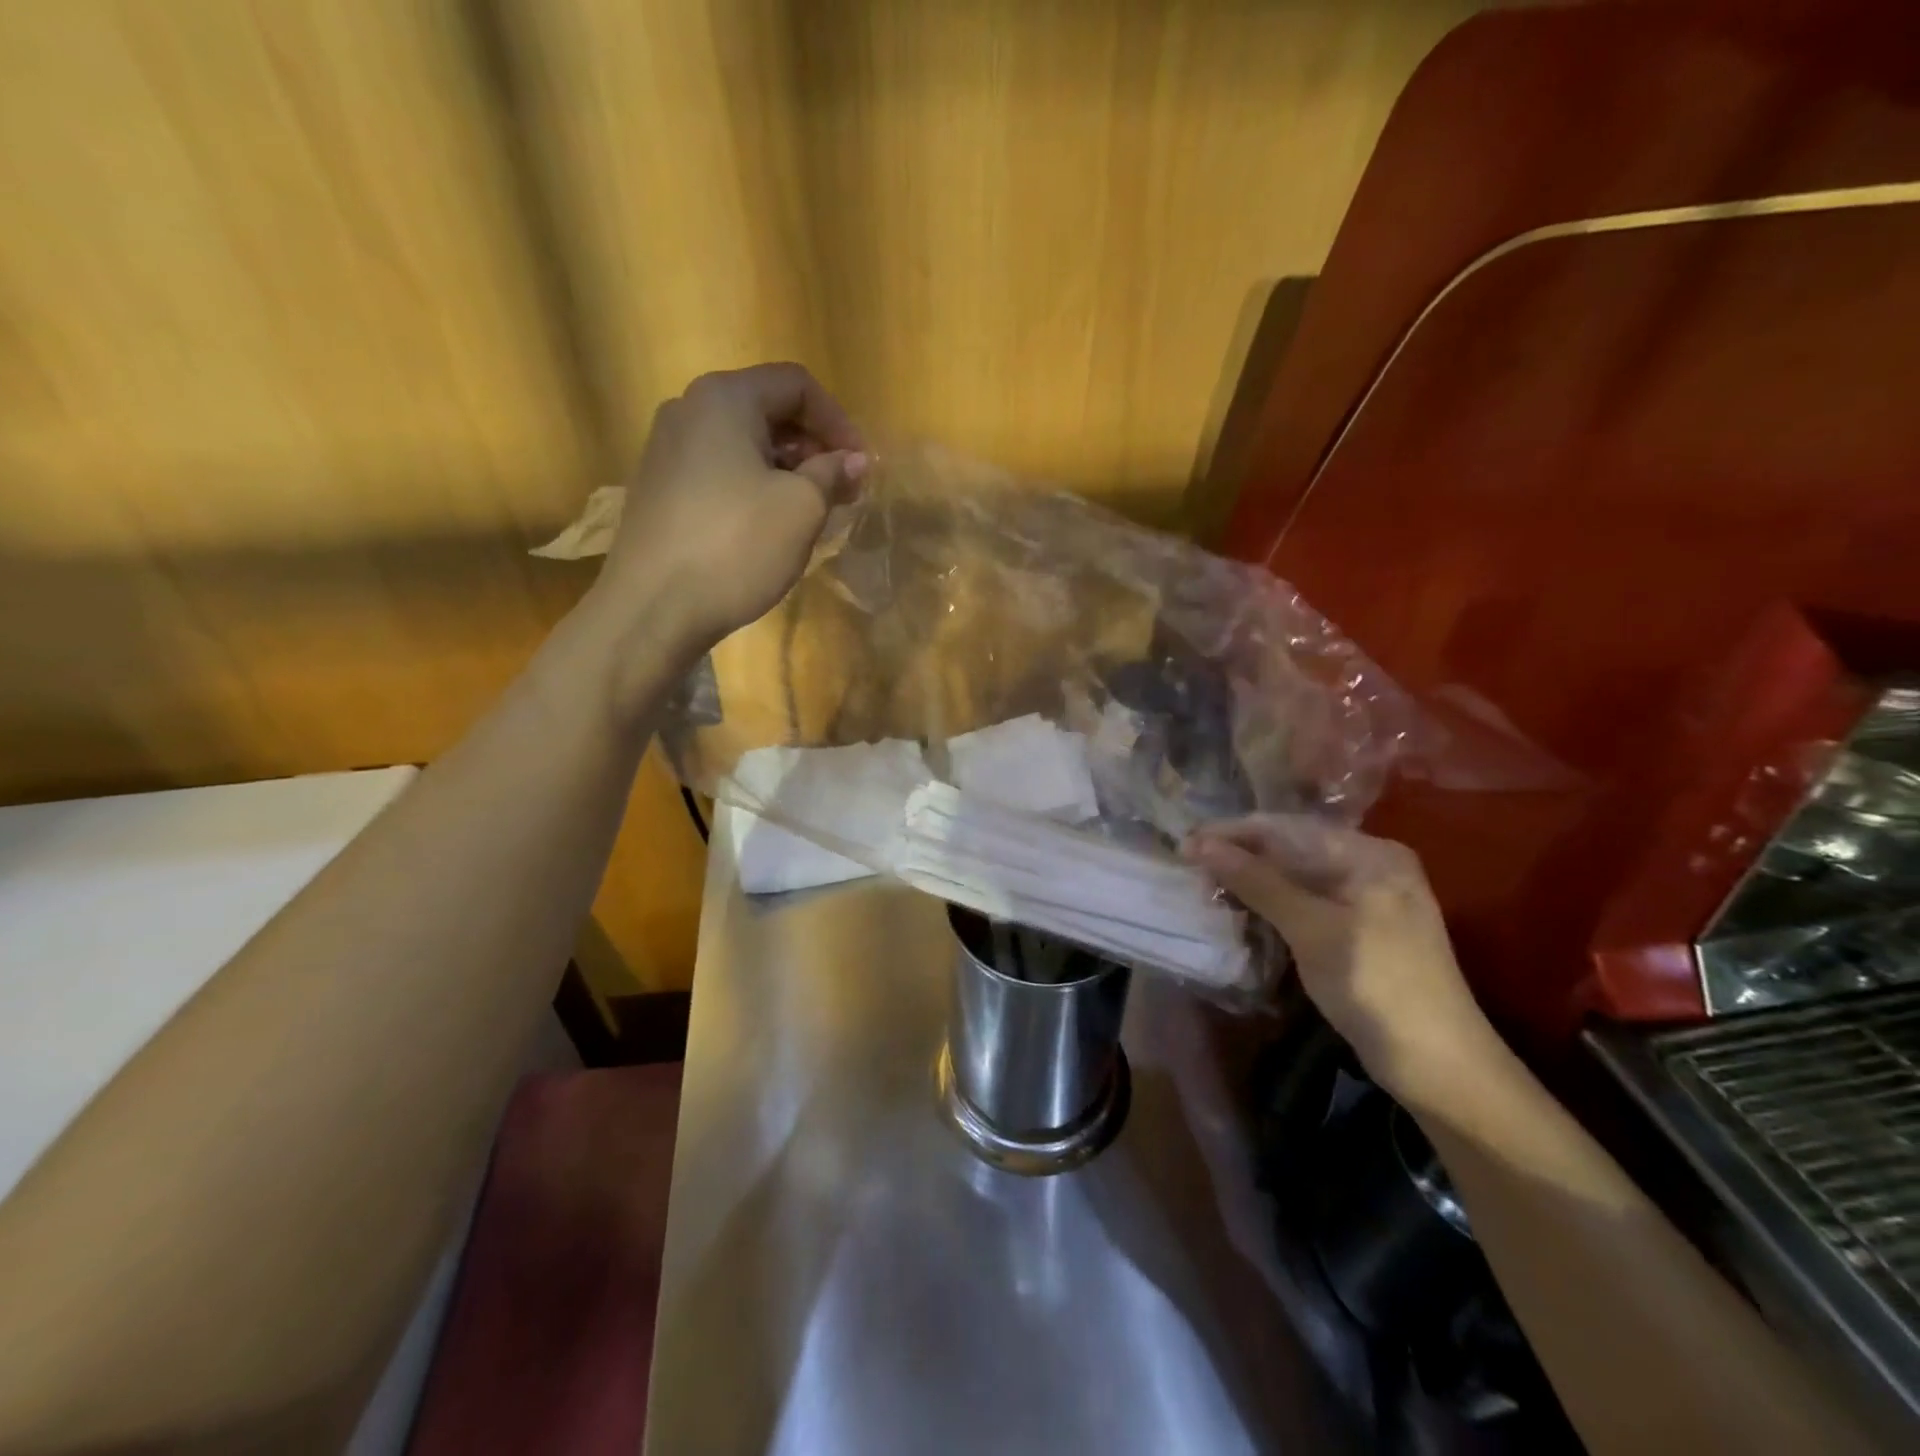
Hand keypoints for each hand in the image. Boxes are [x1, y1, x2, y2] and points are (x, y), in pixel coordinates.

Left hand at [598, 363, 867, 654]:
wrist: (654, 606)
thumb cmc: (737, 546)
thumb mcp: (801, 508)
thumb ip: (832, 474)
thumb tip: (853, 460)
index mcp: (725, 399)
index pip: (796, 384)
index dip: (838, 422)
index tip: (860, 467)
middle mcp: (689, 410)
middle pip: (767, 411)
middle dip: (813, 448)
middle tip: (842, 492)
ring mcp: (667, 450)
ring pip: (743, 444)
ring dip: (786, 470)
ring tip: (812, 513)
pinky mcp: (659, 488)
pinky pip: (719, 471)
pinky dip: (754, 487)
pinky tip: (770, 526)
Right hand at [1184, 816, 1499, 1104]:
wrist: (1439, 1066)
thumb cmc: (1376, 986)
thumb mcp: (1312, 928)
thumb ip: (1257, 881)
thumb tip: (1200, 844)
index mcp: (1369, 853)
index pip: (1287, 828)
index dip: (1232, 834)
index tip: (1184, 845)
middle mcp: (1370, 865)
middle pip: (1291, 848)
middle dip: (1241, 857)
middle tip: (1189, 868)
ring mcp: (1366, 899)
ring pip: (1295, 877)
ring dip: (1252, 881)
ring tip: (1206, 887)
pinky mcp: (1359, 929)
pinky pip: (1306, 902)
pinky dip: (1273, 905)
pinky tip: (1242, 910)